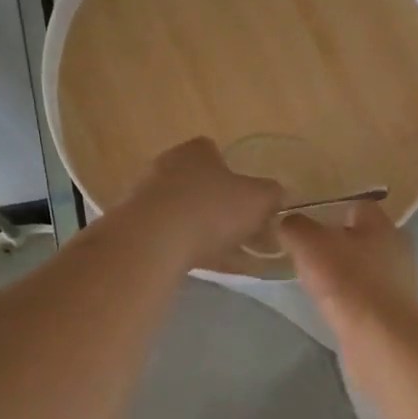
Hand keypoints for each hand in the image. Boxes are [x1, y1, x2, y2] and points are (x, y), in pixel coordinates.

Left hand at [124, 138, 283, 269]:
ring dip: (207, 232)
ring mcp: (147, 197)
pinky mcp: (136, 227)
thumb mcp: (258, 200)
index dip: (236, 177)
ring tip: (233, 257)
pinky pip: (171, 237)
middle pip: (201, 185)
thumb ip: (273, 194)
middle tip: (245, 233)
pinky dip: (190, 249)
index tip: (249, 201)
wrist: (153, 242)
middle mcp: (167, 166)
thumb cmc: (211, 210)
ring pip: (186, 213)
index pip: (216, 153)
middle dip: (222, 207)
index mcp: (196, 151)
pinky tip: (209, 267)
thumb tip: (281, 193)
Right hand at [277, 201, 417, 330]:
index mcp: (382, 224)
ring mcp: (400, 283)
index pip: (357, 206)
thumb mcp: (308, 244)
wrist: (378, 338)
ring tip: (317, 285)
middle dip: (337, 246)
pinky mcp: (395, 312)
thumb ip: (295, 227)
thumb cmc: (346, 280)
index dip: (330, 212)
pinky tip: (333, 308)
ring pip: (365, 269)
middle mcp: (398, 249)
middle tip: (307, 256)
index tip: (306, 227)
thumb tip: (287, 222)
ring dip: (344, 274)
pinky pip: (367, 297)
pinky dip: (351, 300)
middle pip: (362, 238)